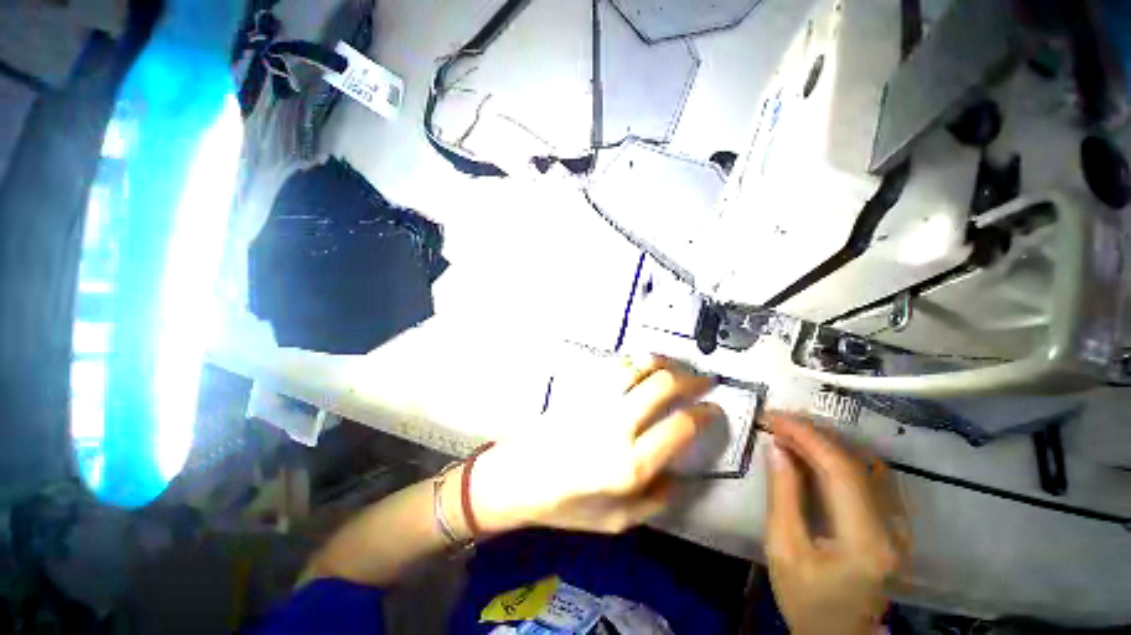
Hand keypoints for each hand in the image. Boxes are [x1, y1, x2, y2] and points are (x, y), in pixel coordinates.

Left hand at [470, 356, 723, 533]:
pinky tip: (644, 366)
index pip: (680, 427)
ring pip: (638, 368)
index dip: (705, 414)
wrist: (521, 477)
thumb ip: (657, 499)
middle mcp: (617, 426)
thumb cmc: (568, 504)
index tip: (715, 409)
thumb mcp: (618, 520)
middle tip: (704, 380)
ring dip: (664, 363)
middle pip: (662, 386)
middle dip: (691, 379)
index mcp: (630, 464)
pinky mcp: (581, 390)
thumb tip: (684, 475)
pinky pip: (614, 367)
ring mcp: (597, 402)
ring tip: (677, 366)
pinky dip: (636, 362)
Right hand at [764, 415, 906, 634]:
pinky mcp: (894, 524)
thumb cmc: (806, 600)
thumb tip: (776, 447)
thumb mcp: (783, 549)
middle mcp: (892, 527)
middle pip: (856, 462)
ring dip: (826, 441)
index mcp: (864, 540)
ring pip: (866, 464)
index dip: (806, 435)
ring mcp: (899, 526)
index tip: (773, 417)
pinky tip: (815, 451)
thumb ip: (782, 495)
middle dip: (813, 433)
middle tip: (778, 419)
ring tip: (791, 430)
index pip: (840, 470)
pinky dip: (838, 455)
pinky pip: (868, 476)